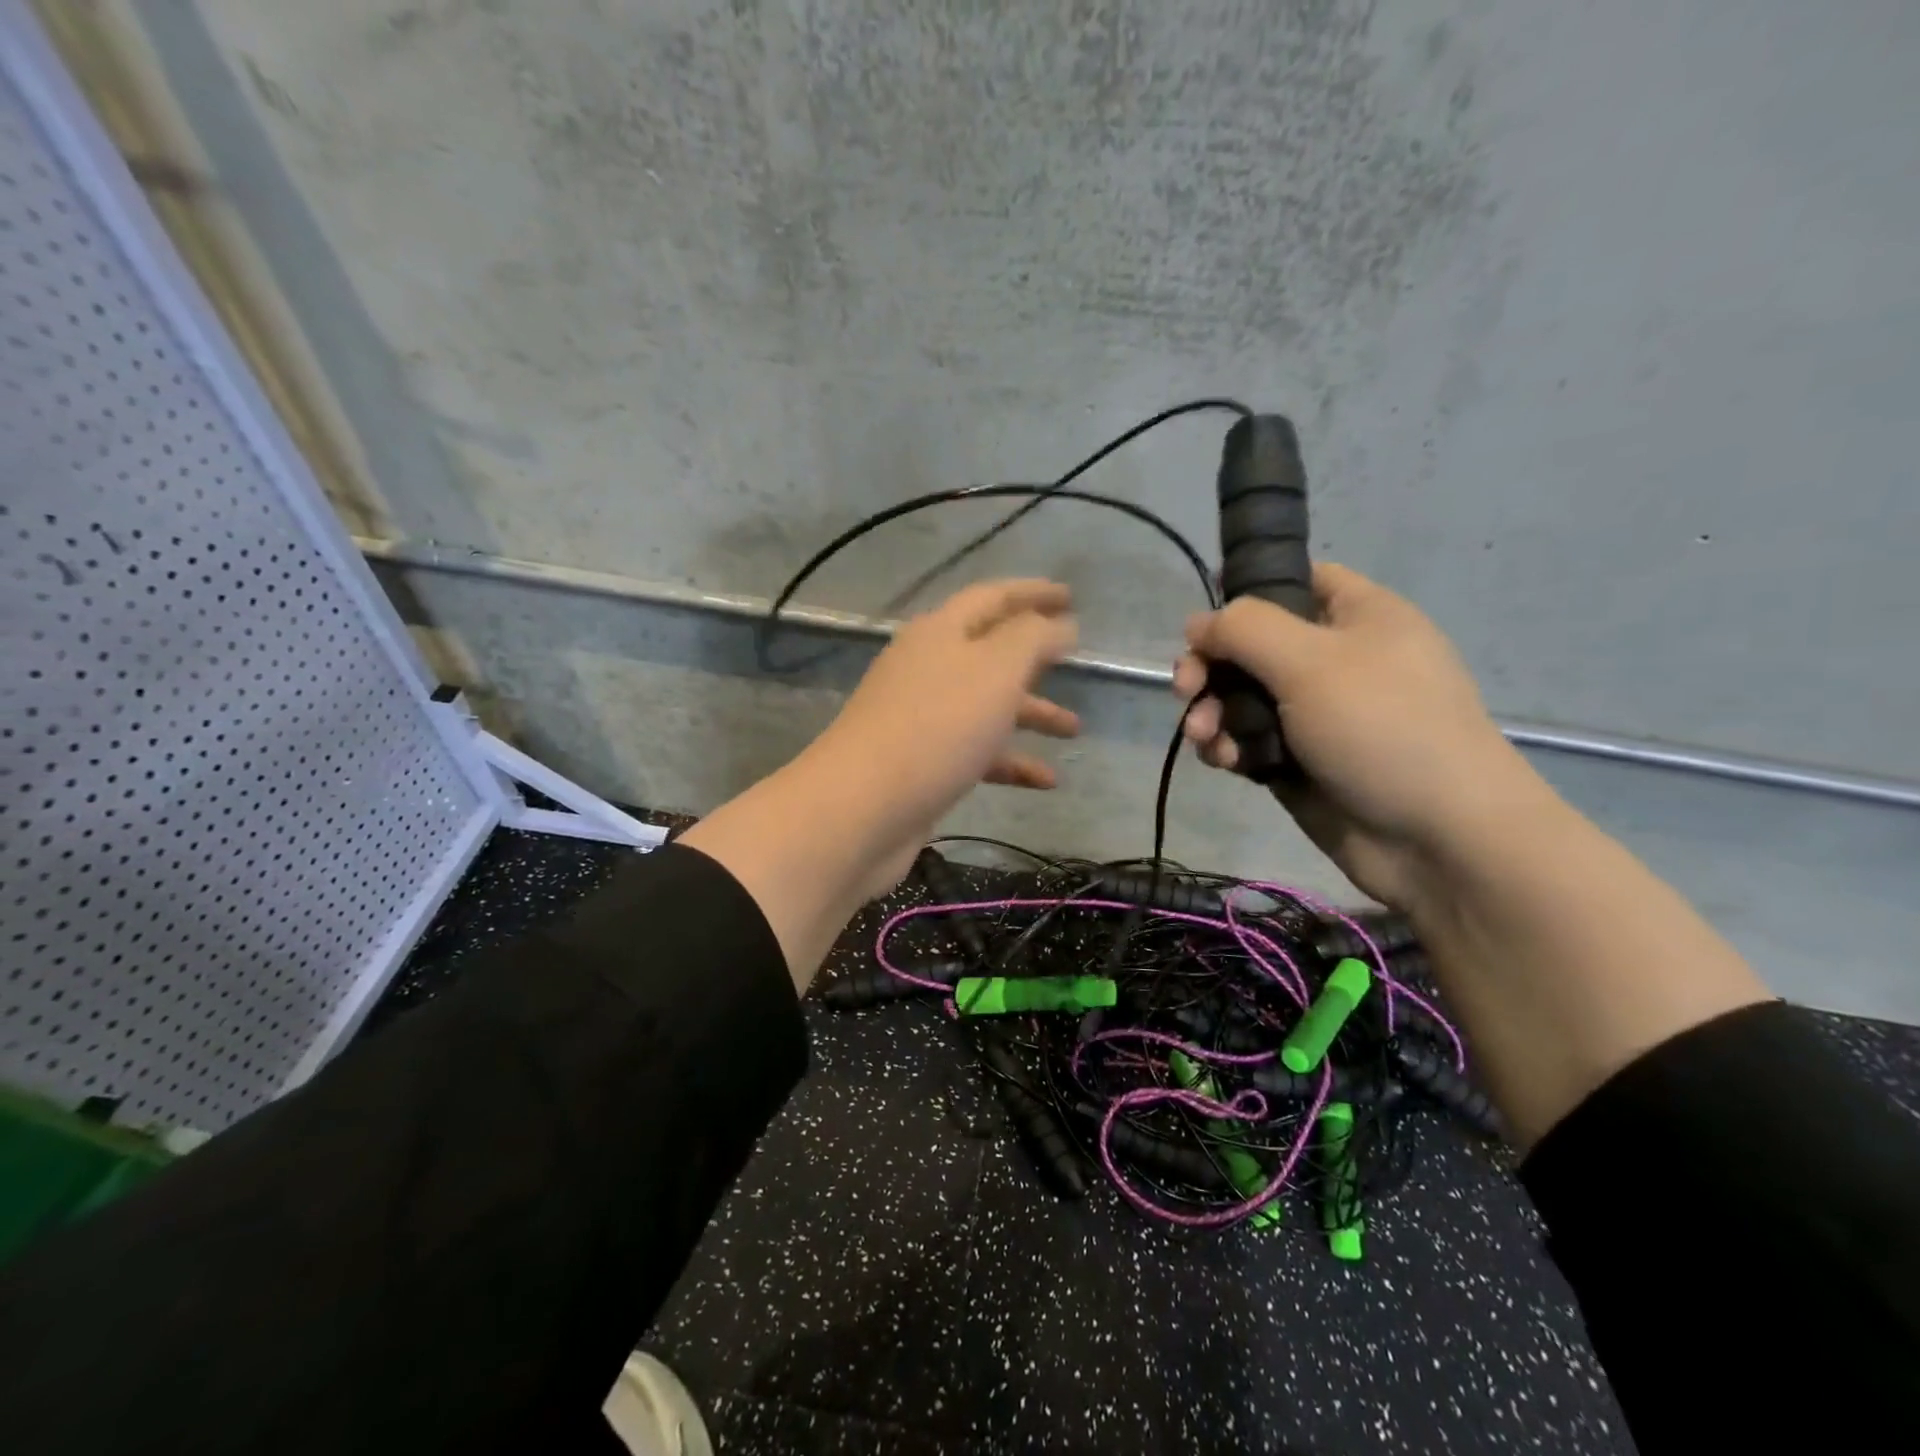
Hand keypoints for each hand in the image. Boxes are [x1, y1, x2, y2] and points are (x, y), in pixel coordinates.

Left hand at [807, 578, 1079, 895]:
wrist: (862, 808)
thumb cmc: (936, 728)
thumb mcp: (995, 671)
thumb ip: (1033, 639)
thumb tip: (1059, 623)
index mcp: (940, 633)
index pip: (993, 597)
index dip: (1033, 592)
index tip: (1072, 596)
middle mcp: (927, 668)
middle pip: (989, 652)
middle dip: (1034, 656)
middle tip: (1076, 658)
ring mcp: (922, 718)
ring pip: (986, 705)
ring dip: (1030, 712)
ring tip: (1073, 729)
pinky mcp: (922, 764)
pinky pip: (976, 752)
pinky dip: (1011, 761)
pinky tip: (1046, 781)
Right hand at [1174, 563, 1538, 909]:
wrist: (1437, 838)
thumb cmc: (1382, 728)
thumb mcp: (1311, 661)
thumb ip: (1245, 629)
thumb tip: (1198, 624)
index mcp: (1357, 617)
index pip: (1296, 580)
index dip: (1247, 592)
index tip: (1205, 622)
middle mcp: (1336, 660)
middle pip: (1253, 645)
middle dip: (1211, 665)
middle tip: (1186, 688)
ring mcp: (1316, 715)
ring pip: (1242, 697)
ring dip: (1211, 712)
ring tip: (1205, 736)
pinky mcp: (1299, 762)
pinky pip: (1248, 740)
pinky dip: (1228, 747)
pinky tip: (1224, 762)